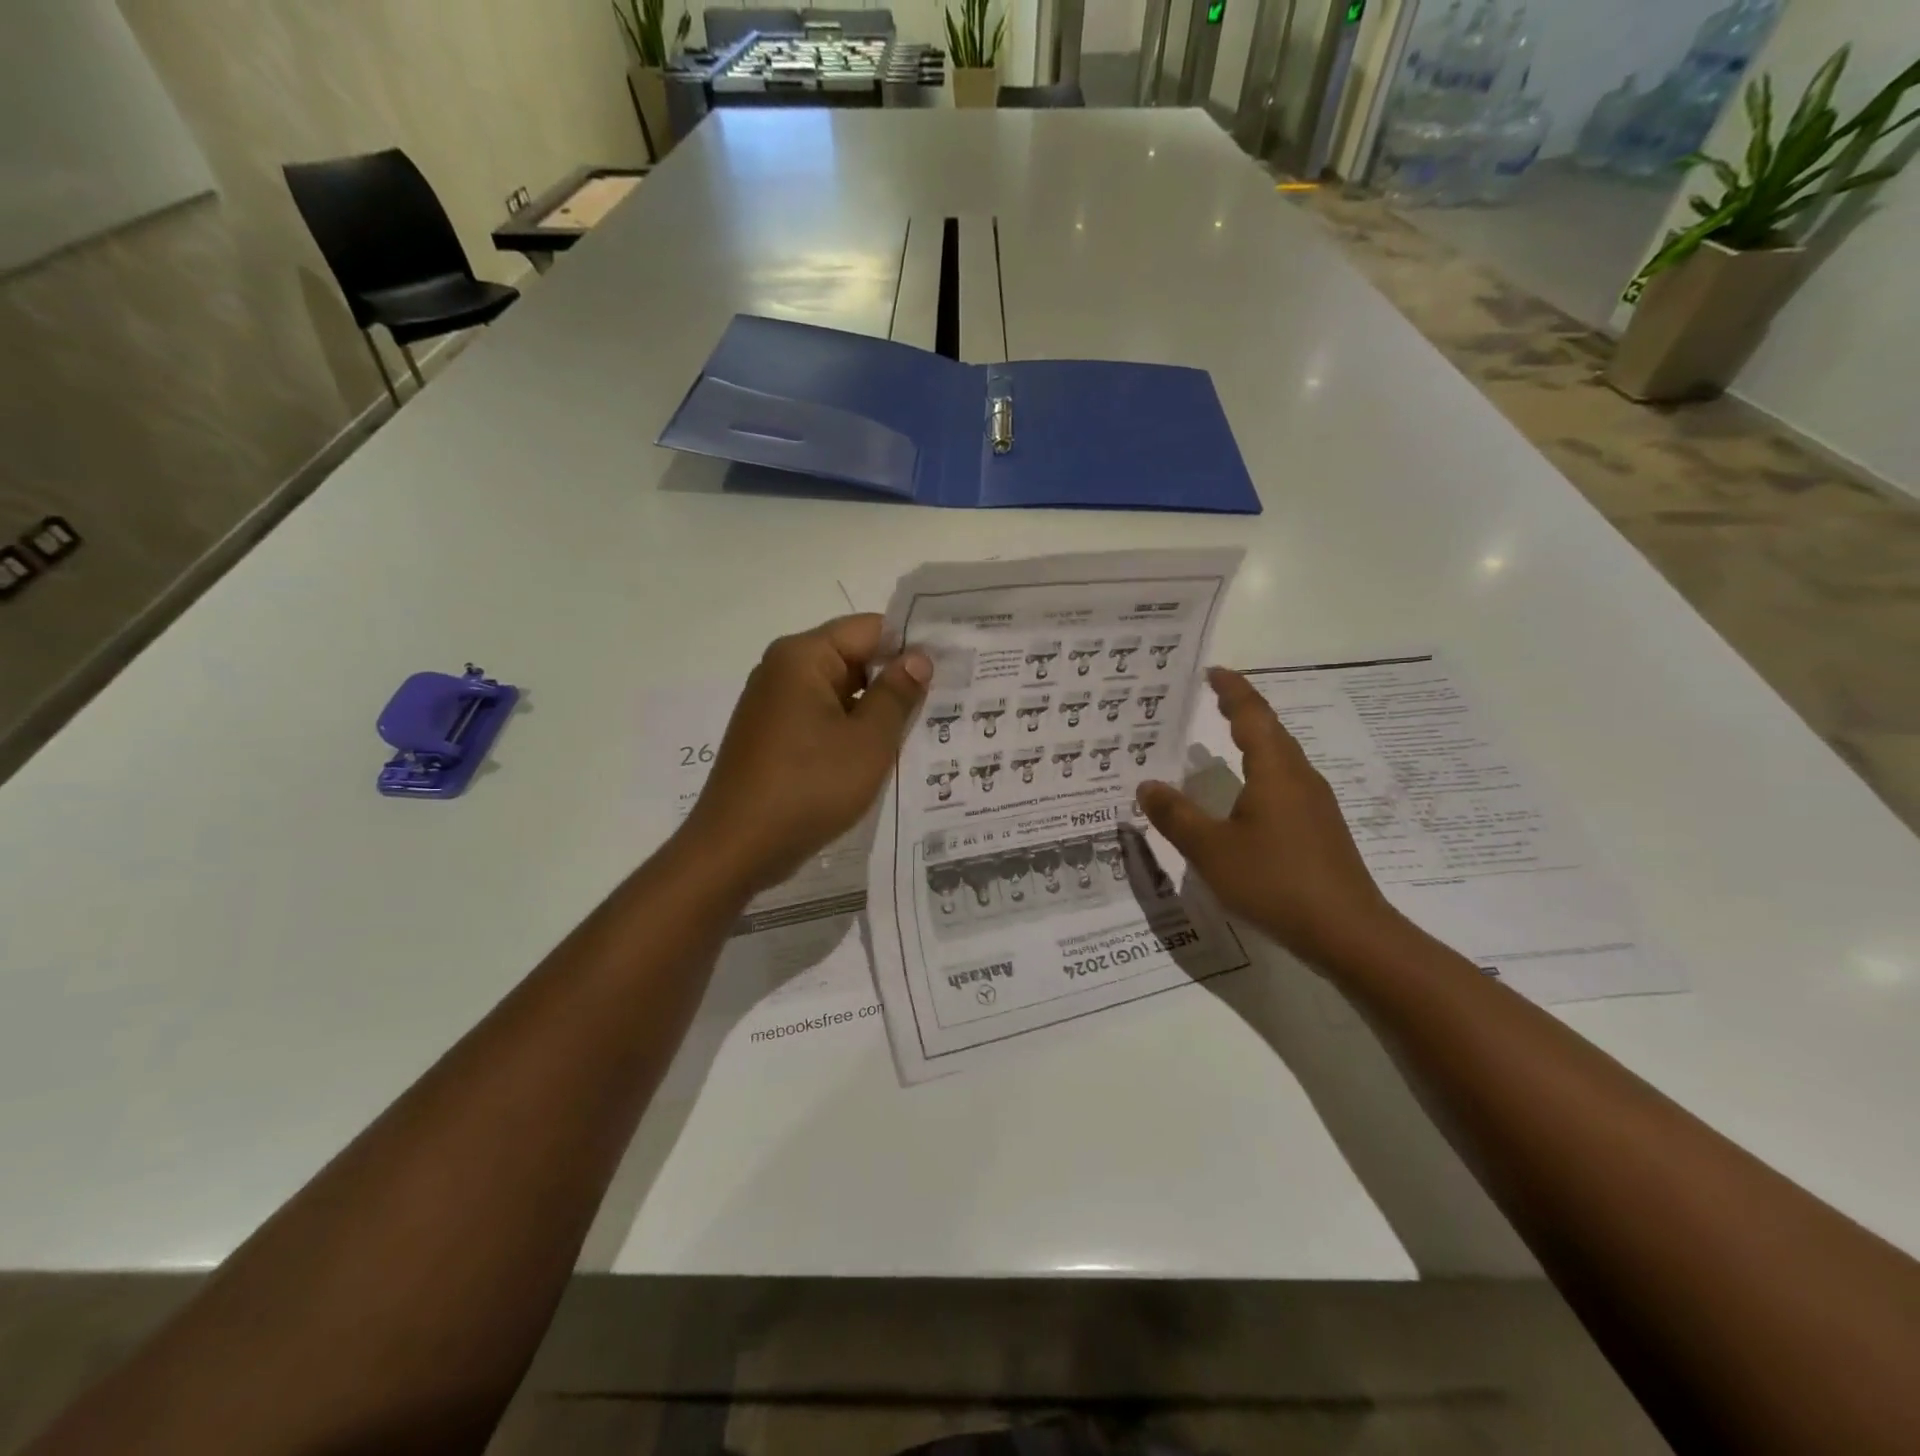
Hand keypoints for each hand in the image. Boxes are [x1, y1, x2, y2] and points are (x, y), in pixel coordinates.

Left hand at [683, 615, 930, 896]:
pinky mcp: (772, 737)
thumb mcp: (868, 741)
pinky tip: (879, 755)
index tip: (951, 667)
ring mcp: (774, 705)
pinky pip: (821, 719)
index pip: (870, 629)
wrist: (737, 848)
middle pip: (853, 657)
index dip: (912, 645)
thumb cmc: (808, 787)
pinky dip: (850, 730)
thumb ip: (897, 694)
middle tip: (946, 702)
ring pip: (840, 692)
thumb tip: (918, 657)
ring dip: (875, 710)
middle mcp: (783, 670)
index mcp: (803, 656)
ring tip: (922, 730)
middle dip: (895, 680)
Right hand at [1136, 668, 1406, 969]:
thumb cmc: (1275, 881)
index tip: (1213, 672)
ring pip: (1281, 760)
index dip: (1232, 691)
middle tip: (1212, 700)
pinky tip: (1246, 798)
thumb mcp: (1211, 850)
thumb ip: (1176, 816)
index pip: (1252, 715)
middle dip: (1242, 712)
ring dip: (1253, 743)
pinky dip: (1261, 774)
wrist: (1348, 932)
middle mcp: (1300, 778)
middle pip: (1271, 732)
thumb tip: (1147, 785)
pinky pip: (1286, 785)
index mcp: (1275, 771)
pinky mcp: (1321, 830)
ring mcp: (1316, 805)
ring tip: (1222, 743)